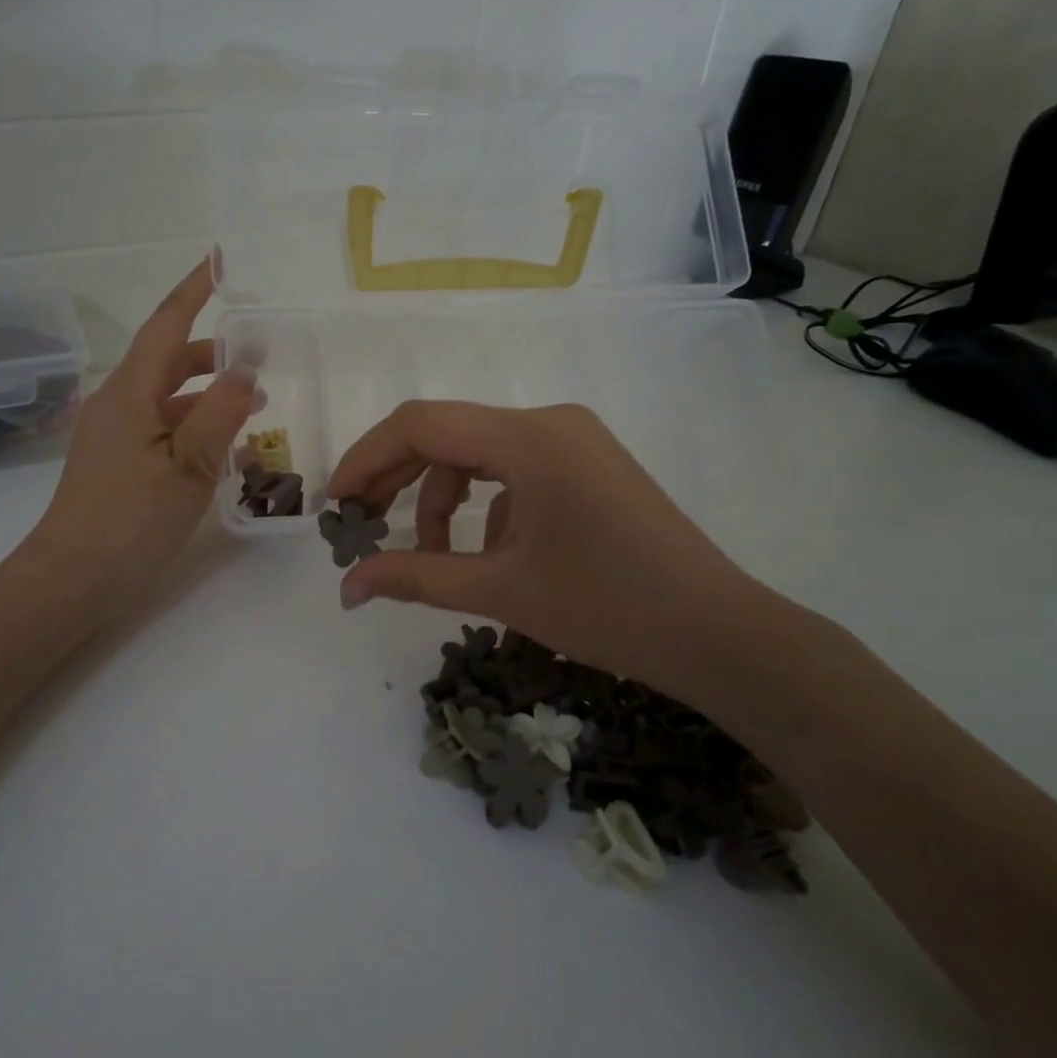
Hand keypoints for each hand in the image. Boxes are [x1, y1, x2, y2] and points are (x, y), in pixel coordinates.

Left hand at [27, 258, 255, 616]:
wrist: (72, 580)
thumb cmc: (130, 521)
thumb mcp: (187, 468)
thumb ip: (220, 414)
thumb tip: (248, 366)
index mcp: (130, 394)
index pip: (166, 325)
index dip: (193, 290)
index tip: (219, 260)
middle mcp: (118, 403)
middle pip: (169, 359)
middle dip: (213, 350)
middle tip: (260, 349)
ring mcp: (115, 433)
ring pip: (168, 395)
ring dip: (209, 392)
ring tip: (257, 402)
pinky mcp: (118, 460)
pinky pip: (162, 425)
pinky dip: (195, 423)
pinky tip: (225, 445)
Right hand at [325, 401, 775, 705]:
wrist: (720, 636)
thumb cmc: (608, 609)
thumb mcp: (501, 592)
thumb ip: (415, 577)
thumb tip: (347, 587)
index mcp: (529, 437)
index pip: (421, 424)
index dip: (366, 459)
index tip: (336, 506)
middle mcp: (549, 422)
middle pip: (447, 435)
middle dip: (396, 480)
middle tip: (360, 527)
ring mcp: (573, 440)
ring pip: (478, 455)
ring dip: (442, 501)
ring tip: (433, 560)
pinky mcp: (587, 464)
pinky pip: (514, 471)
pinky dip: (485, 507)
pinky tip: (490, 556)